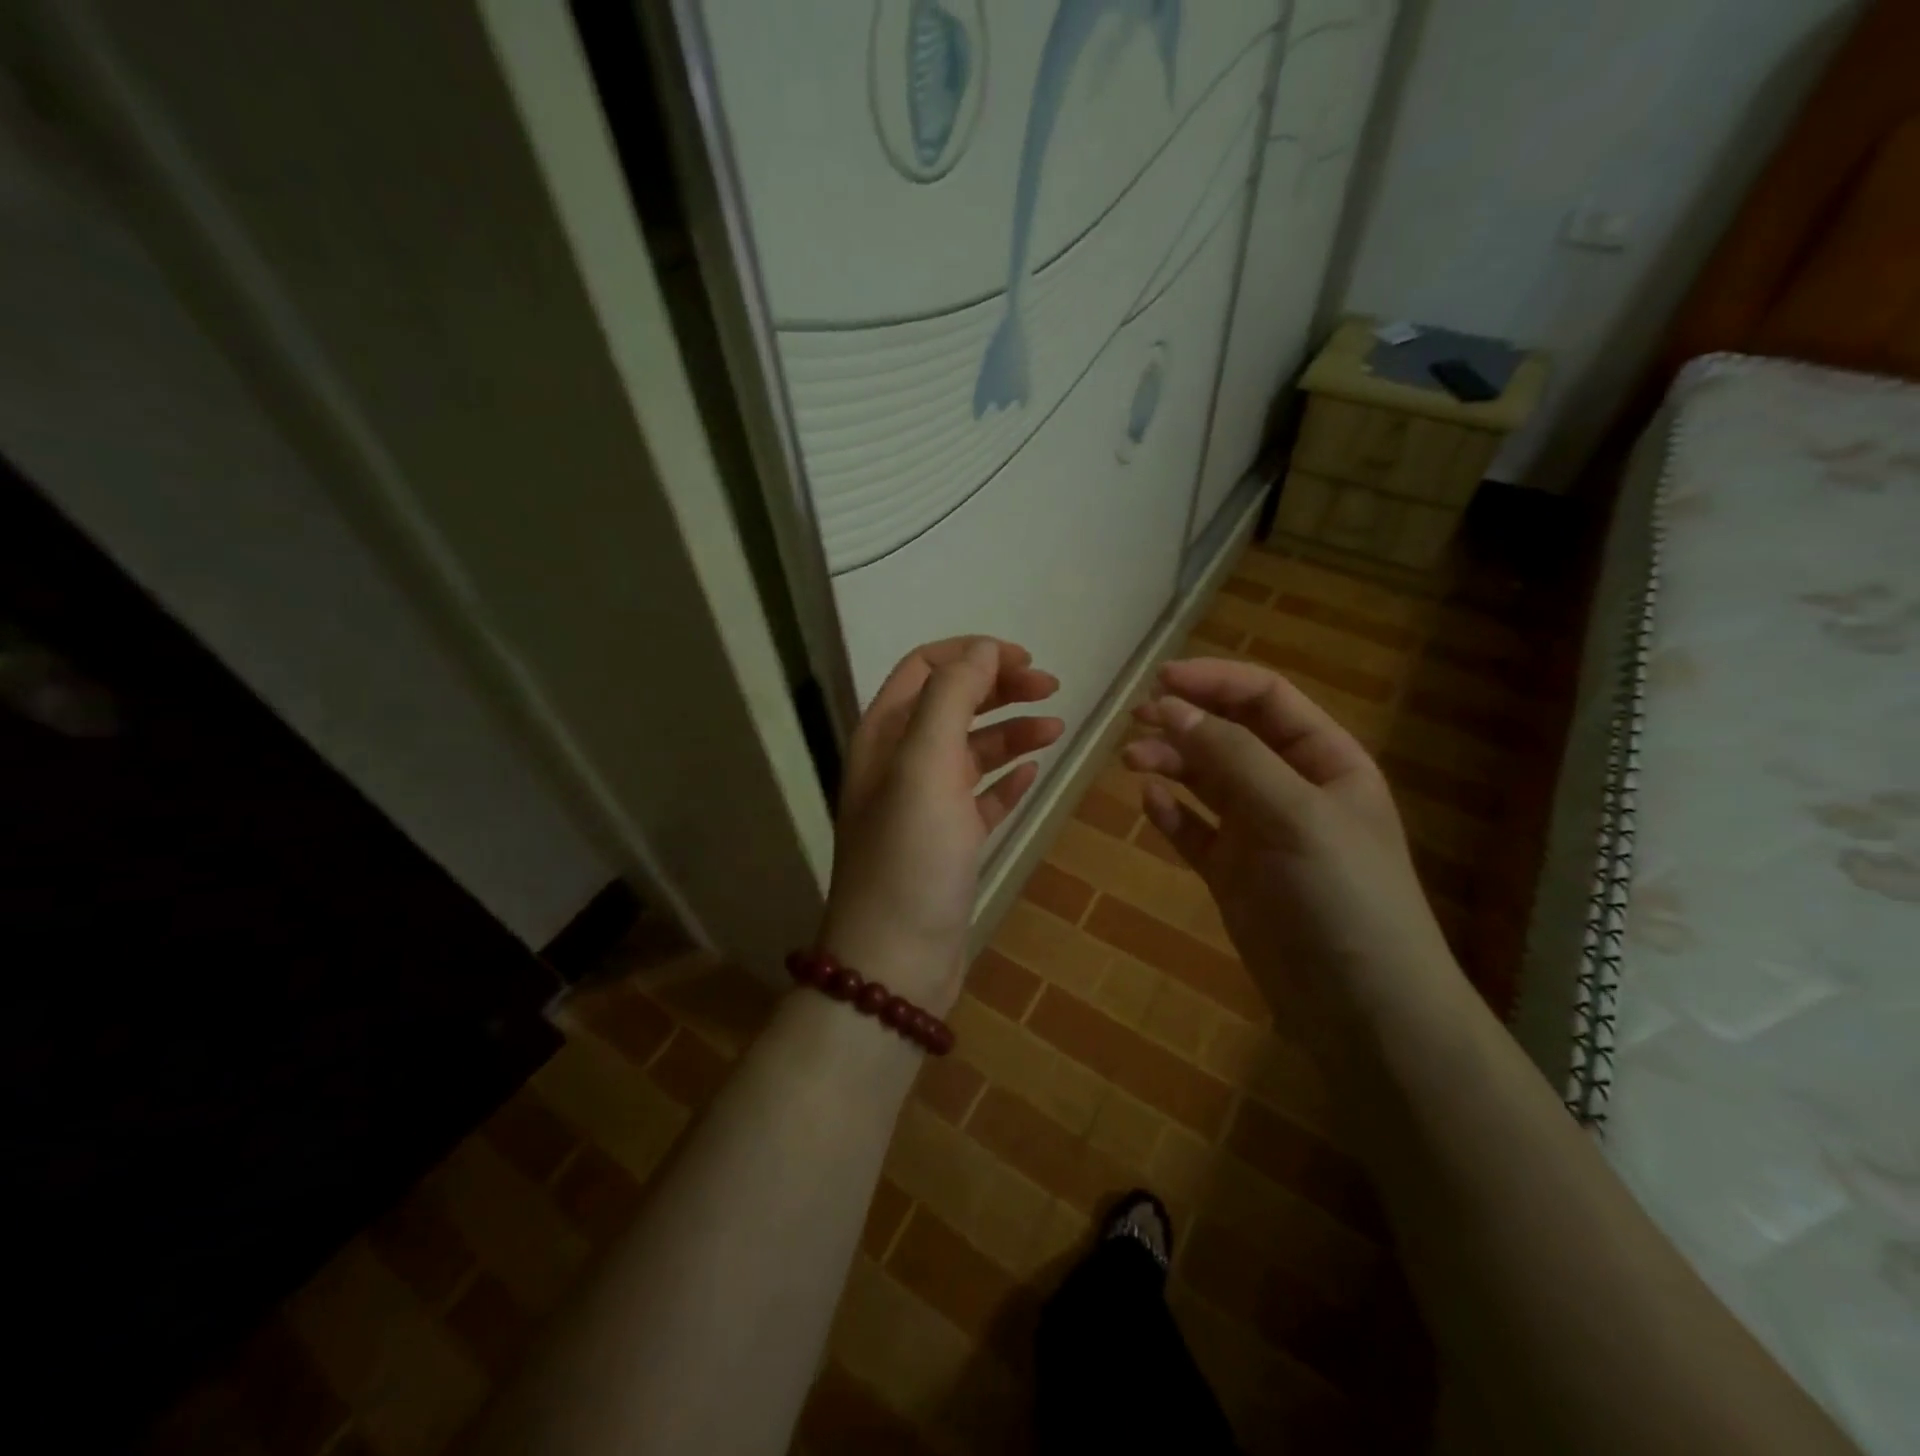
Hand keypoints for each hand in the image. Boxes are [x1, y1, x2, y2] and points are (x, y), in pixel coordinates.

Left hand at [822, 638, 1062, 1012]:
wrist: (897, 960)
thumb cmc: (910, 856)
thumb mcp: (925, 764)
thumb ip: (951, 697)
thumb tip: (982, 649)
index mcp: (884, 735)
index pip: (925, 667)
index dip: (972, 654)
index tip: (1024, 661)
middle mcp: (899, 763)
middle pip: (952, 704)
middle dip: (999, 688)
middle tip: (1052, 688)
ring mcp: (924, 804)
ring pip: (971, 749)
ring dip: (1012, 731)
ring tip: (1057, 728)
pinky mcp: (948, 842)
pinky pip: (981, 796)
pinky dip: (1006, 779)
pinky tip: (1034, 773)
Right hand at [1124, 659, 1455, 1030]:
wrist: (1361, 1008)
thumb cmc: (1342, 895)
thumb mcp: (1295, 813)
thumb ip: (1233, 757)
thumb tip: (1172, 707)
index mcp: (1325, 761)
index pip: (1265, 699)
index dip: (1214, 682)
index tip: (1160, 681)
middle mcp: (1291, 788)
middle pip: (1230, 734)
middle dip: (1185, 719)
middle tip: (1135, 720)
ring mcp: (1260, 832)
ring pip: (1206, 779)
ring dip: (1171, 762)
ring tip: (1132, 761)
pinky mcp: (1233, 873)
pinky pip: (1195, 830)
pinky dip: (1171, 813)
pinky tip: (1149, 803)